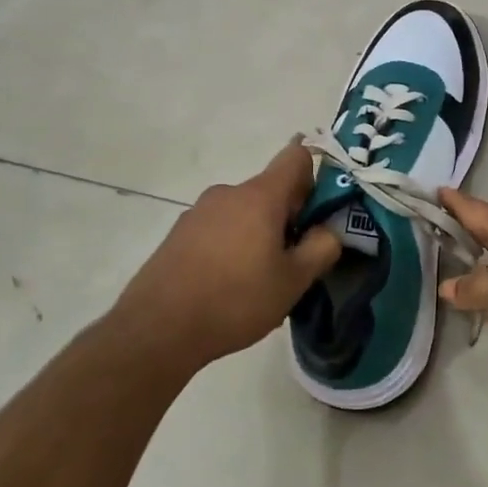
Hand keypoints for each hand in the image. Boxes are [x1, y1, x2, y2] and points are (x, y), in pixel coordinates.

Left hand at [117, 140, 341, 369]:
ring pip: (244, 211)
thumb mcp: (294, 281)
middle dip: (288, 215)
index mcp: (260, 196)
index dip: (316, 174)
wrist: (157, 329)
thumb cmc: (235, 299)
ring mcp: (198, 212)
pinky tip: (227, 284)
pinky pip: (219, 228)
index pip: (296, 156)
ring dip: (258, 232)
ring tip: (259, 278)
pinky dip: (231, 244)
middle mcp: (228, 192)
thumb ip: (322, 247)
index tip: (320, 210)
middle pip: (270, 189)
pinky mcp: (178, 234)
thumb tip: (330, 228)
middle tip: (294, 258)